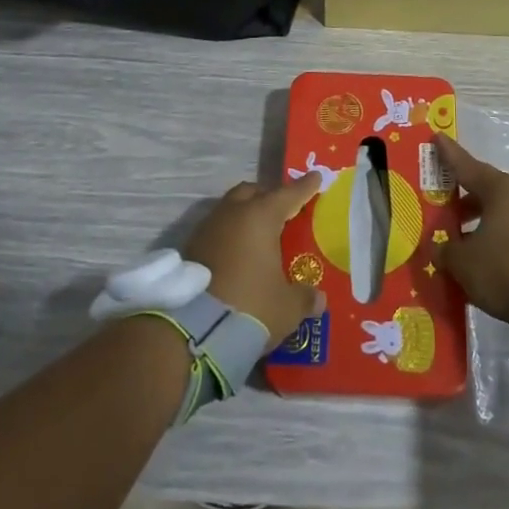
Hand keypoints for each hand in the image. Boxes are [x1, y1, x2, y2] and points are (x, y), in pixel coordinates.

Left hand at [184, 175, 324, 345]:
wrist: (194, 331)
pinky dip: (229, 236)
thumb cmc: (251, 306)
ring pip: (230, 209)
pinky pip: (216, 231)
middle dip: (268, 196)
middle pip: (253, 192)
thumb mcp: (287, 307)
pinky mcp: (190, 248)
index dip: (305, 187)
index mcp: (261, 217)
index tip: (315, 177)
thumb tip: (318, 298)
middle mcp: (233, 213)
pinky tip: (236, 255)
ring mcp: (208, 229)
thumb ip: (304, 298)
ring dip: (244, 216)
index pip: (289, 194)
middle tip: (283, 209)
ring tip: (258, 235)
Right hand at [431, 135, 508, 326]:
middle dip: (465, 201)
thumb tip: (439, 249)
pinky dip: (503, 240)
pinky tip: (492, 261)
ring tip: (467, 244)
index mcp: (499, 188)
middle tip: (446, 212)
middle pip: (487, 191)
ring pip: (505, 213)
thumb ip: (447, 252)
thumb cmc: (506, 266)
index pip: (466, 166)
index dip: (448, 154)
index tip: (437, 138)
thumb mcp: (464, 263)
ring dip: (485, 224)